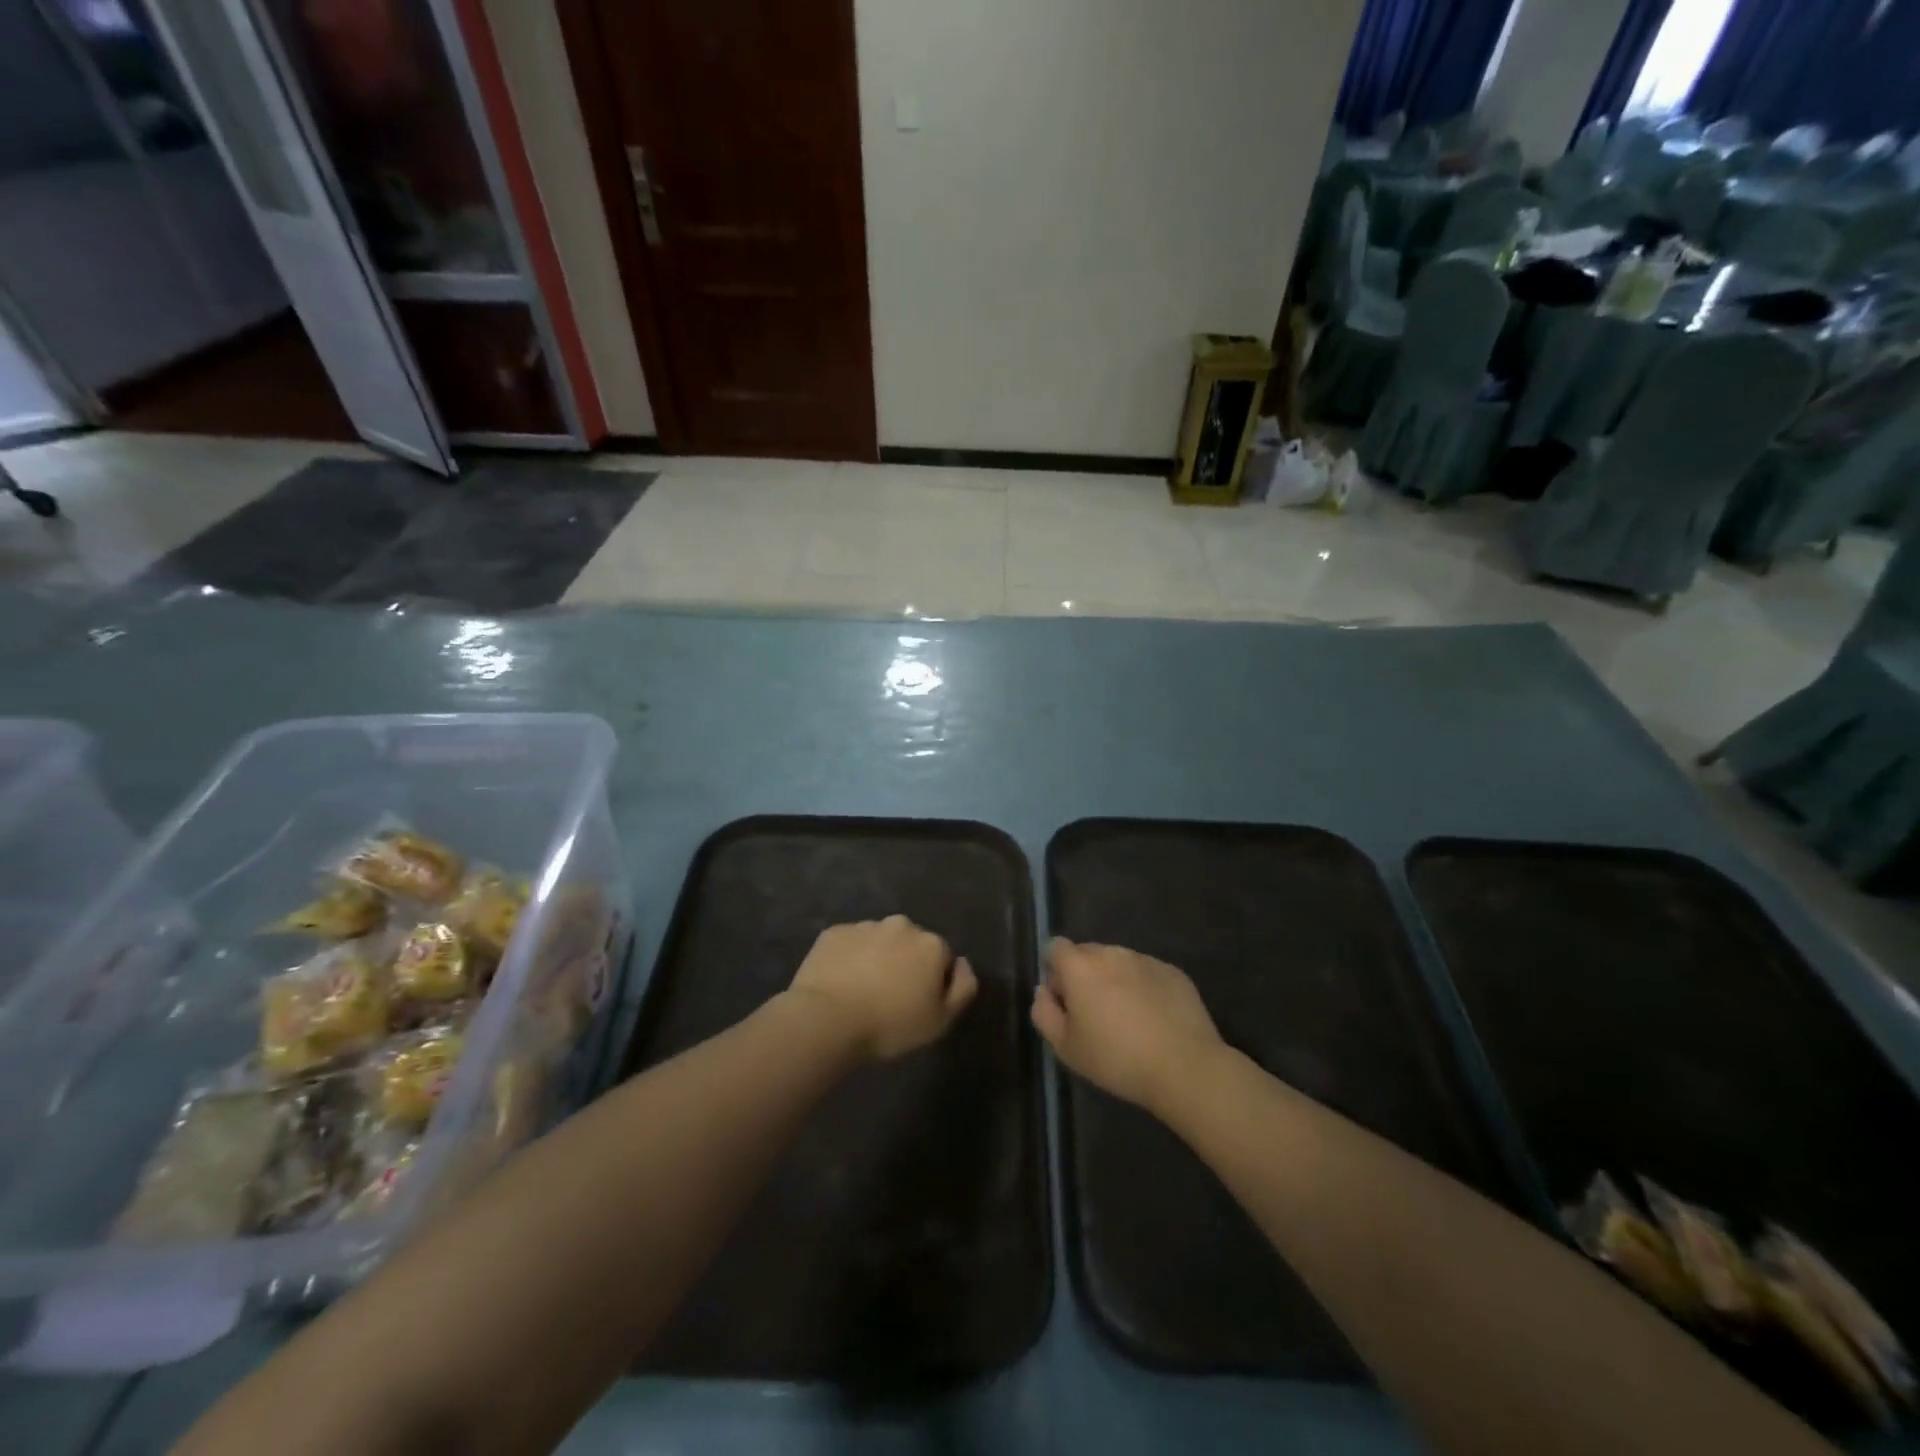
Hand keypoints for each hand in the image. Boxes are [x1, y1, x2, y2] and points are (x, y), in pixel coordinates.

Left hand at [787, 916, 977, 1059]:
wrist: (827, 1019)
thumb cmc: (890, 1025)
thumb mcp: (941, 1021)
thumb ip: (963, 988)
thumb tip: (963, 964)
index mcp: (930, 944)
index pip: (942, 958)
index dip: (933, 982)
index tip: (918, 1004)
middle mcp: (901, 925)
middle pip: (910, 943)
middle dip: (905, 962)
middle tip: (890, 996)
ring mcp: (865, 925)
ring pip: (879, 940)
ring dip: (877, 958)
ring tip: (861, 991)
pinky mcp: (834, 932)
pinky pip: (849, 944)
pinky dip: (848, 958)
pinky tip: (839, 983)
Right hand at [1031, 938, 1223, 1115]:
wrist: (1184, 1067)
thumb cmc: (1116, 1059)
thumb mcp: (1066, 1047)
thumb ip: (1044, 1012)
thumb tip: (1044, 991)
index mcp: (1080, 966)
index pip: (1055, 947)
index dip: (1054, 971)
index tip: (1065, 1001)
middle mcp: (1112, 952)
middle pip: (1087, 954)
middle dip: (1084, 976)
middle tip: (1094, 1015)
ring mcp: (1145, 960)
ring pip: (1119, 963)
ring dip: (1115, 981)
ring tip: (1128, 1020)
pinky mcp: (1173, 972)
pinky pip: (1147, 973)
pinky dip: (1143, 988)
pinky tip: (1154, 1020)